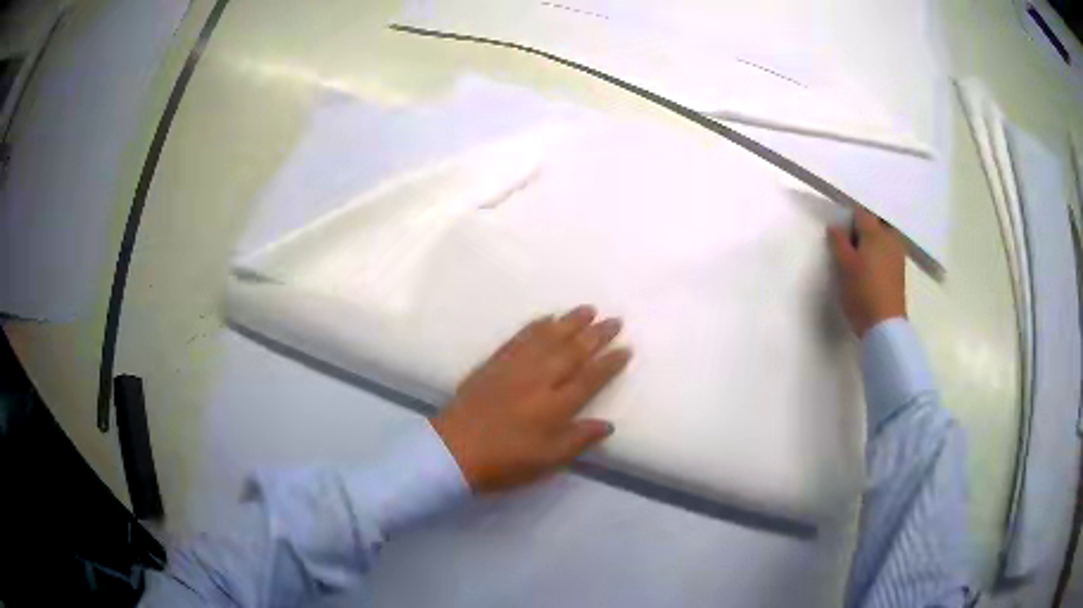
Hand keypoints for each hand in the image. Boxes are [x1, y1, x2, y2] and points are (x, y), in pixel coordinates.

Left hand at [431, 306, 630, 492]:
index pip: (590, 378)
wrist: (452, 450)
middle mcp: (539, 380)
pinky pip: (519, 338)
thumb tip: (608, 424)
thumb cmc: (504, 462)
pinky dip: (536, 325)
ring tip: (588, 309)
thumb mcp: (547, 461)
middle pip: (572, 351)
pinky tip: (547, 318)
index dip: (609, 363)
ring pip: (548, 338)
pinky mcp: (494, 363)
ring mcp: (514, 368)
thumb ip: (578, 440)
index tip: (626, 348)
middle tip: (614, 320)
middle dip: (596, 334)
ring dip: (570, 322)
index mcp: (555, 406)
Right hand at [828, 207, 907, 337]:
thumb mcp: (844, 266)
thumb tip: (835, 227)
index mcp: (875, 232)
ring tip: (857, 257)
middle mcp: (890, 238)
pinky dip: (878, 255)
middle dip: (862, 229)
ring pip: (882, 239)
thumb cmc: (862, 292)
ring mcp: (897, 255)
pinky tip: (869, 269)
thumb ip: (838, 242)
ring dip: (870, 243)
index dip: (848, 217)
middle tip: (847, 242)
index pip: (860, 213)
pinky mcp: (899, 271)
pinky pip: (887, 253)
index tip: (838, 229)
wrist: (884, 326)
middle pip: (874, 224)